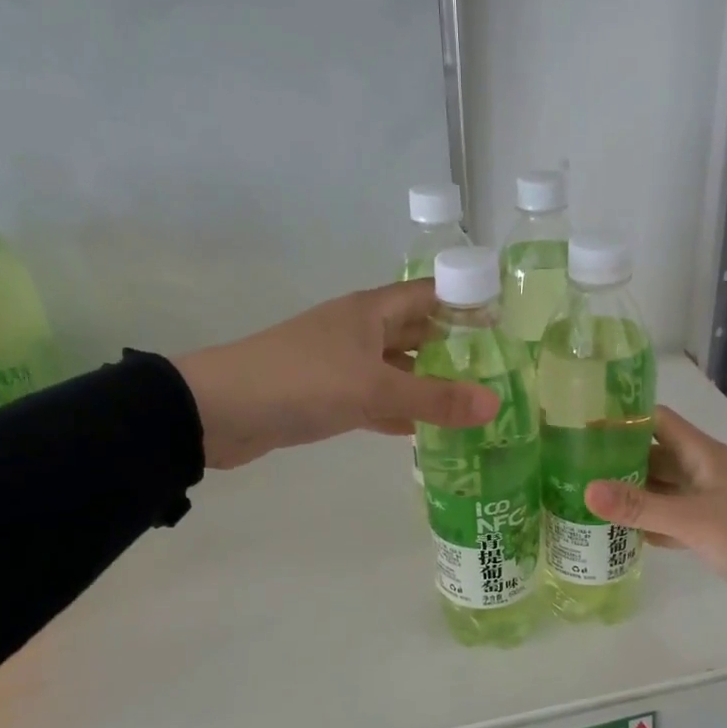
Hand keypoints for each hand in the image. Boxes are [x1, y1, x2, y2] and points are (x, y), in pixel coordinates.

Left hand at [175, 280, 497, 469]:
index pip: (432, 295)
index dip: (468, 304)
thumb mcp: (374, 389)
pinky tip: (425, 432)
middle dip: (455, 350)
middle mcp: (360, 331)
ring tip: (473, 405)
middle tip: (499, 375)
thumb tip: (495, 404)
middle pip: (418, 333)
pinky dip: (399, 413)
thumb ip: (434, 399)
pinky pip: (376, 400)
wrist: (219, 410)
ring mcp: (342, 364)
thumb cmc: (301, 382)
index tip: (507, 327)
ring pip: (398, 370)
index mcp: (371, 311)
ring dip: (429, 385)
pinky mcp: (328, 396)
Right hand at [585, 406, 726, 634]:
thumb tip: (586, 490)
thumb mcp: (695, 520)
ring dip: (627, 495)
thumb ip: (641, 506)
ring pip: (659, 491)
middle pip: (652, 456)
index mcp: (704, 455)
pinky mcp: (710, 534)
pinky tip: (616, 534)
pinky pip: (669, 521)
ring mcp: (707, 504)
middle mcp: (703, 473)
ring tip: (580, 498)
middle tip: (568, 467)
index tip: (579, 424)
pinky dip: (645, 525)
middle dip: (615, 459)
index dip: (622, 417)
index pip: (657, 420)